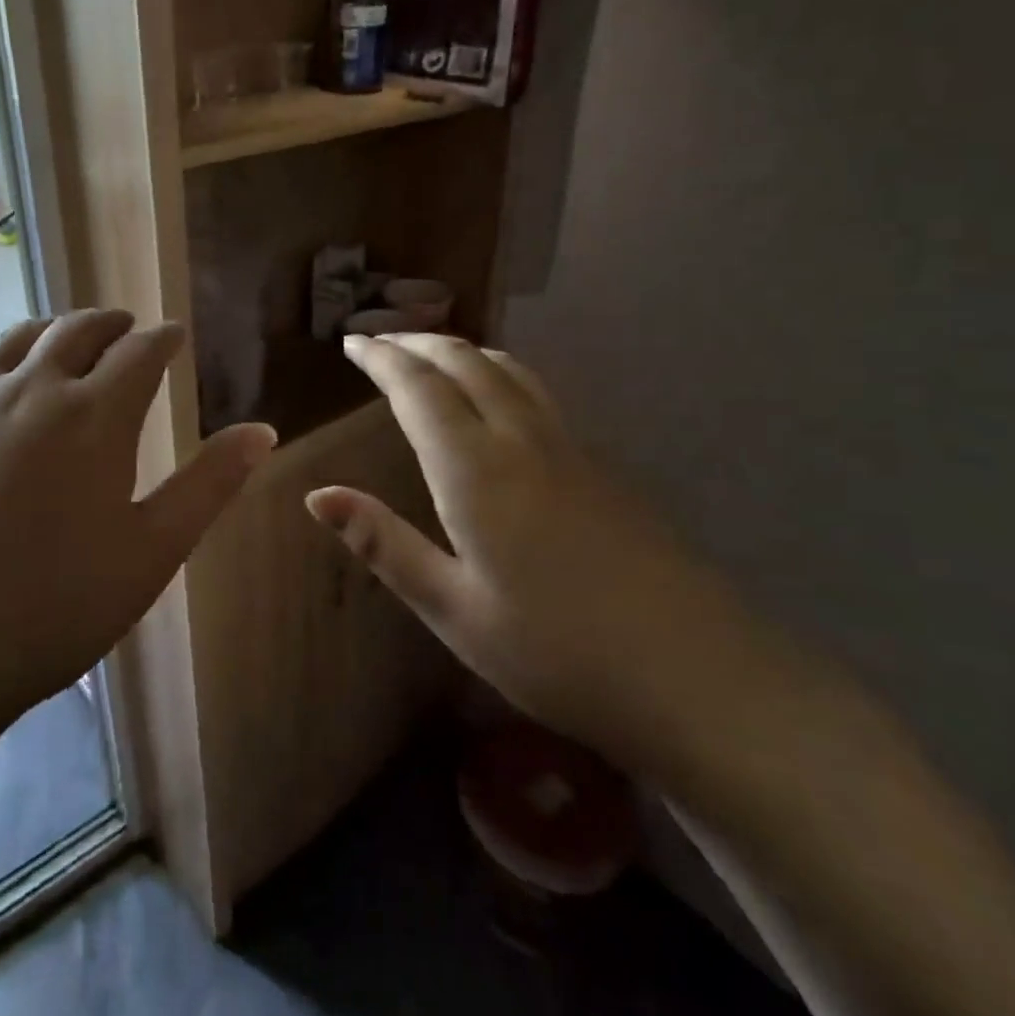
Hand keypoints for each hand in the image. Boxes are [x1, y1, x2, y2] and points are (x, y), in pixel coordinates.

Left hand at [0, 310, 275, 753]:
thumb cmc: (46, 609)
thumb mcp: (149, 553)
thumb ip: (209, 485)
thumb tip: (262, 431)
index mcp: (94, 415)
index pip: (140, 352)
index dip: (163, 338)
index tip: (174, 334)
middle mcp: (29, 389)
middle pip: (76, 331)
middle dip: (109, 324)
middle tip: (125, 327)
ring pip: (13, 340)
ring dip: (48, 330)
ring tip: (62, 337)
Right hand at [307, 333, 769, 766]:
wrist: (697, 675)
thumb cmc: (557, 651)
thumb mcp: (453, 609)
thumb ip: (384, 543)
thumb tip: (318, 496)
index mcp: (475, 470)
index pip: (418, 389)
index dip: (381, 358)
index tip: (352, 342)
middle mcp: (521, 440)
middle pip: (465, 362)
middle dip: (416, 343)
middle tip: (380, 340)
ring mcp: (569, 448)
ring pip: (508, 369)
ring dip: (461, 350)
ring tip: (431, 352)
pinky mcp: (600, 466)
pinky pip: (535, 392)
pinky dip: (498, 371)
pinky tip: (497, 396)